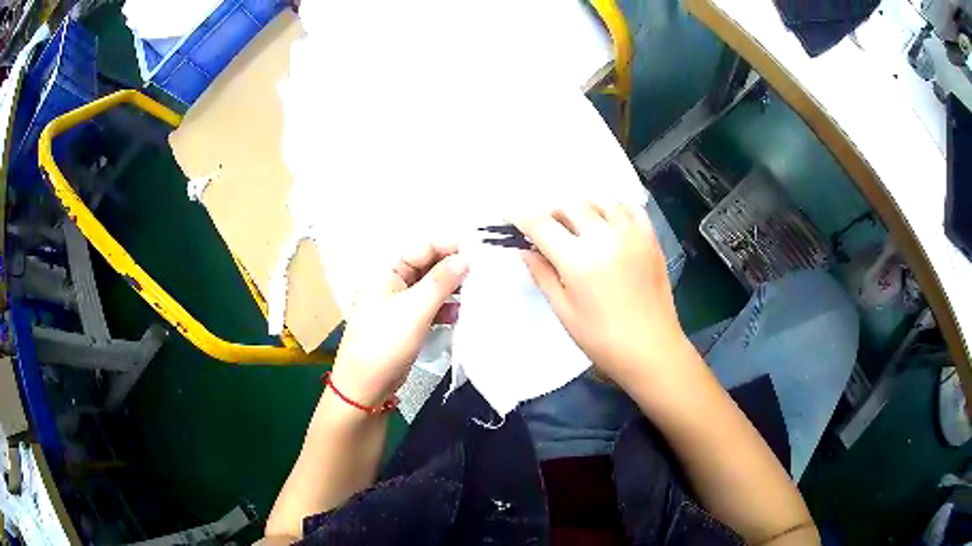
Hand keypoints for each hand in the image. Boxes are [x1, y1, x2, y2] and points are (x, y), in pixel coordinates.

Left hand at [330, 242, 467, 407]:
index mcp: (387, 272)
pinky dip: (443, 309)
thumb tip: (465, 258)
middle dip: (452, 269)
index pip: (422, 248)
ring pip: (429, 288)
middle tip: (482, 273)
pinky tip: (459, 315)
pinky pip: (428, 308)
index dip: (448, 248)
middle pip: (426, 267)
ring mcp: (398, 305)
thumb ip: (441, 281)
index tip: (478, 252)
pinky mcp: (405, 324)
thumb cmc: (386, 341)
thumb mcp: (415, 308)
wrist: (365, 386)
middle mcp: (392, 283)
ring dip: (450, 290)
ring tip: (475, 294)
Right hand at [514, 201, 687, 387]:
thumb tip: (525, 250)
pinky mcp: (651, 239)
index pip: (541, 224)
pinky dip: (614, 208)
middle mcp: (606, 238)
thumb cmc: (603, 339)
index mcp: (579, 260)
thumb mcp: (564, 311)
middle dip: (551, 211)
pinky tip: (608, 223)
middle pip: (570, 204)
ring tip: (577, 223)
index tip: (510, 217)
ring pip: (601, 198)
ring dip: (582, 205)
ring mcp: (632, 234)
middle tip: (547, 229)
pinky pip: (630, 208)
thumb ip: (543, 275)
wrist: (651, 350)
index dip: (520, 217)